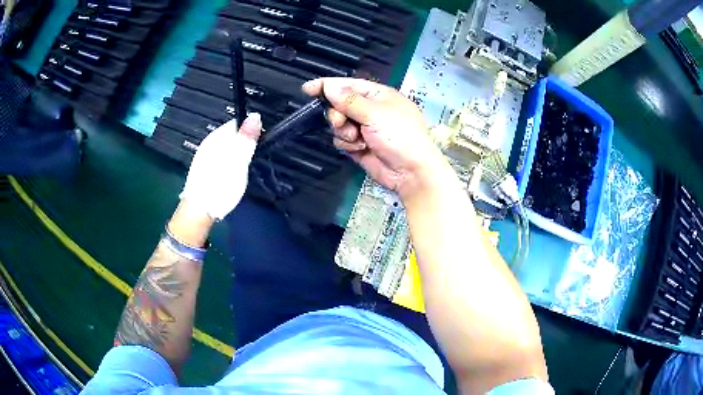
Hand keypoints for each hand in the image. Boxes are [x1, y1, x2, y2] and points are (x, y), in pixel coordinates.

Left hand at [179, 113, 261, 219]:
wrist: (199, 211)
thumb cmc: (220, 185)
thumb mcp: (238, 161)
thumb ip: (247, 139)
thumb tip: (255, 115)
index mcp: (216, 137)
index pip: (238, 124)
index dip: (250, 132)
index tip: (258, 145)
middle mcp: (208, 143)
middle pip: (231, 136)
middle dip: (243, 145)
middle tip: (251, 161)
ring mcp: (204, 156)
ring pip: (226, 149)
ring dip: (235, 156)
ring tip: (242, 170)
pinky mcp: (203, 170)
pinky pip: (220, 160)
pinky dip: (227, 165)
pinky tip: (229, 177)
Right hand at [302, 78, 448, 200]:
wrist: (411, 172)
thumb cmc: (400, 136)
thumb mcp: (375, 113)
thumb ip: (349, 100)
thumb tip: (329, 86)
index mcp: (377, 95)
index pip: (347, 85)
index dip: (327, 86)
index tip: (307, 89)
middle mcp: (369, 110)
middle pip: (339, 105)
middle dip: (337, 114)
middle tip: (340, 122)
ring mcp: (364, 129)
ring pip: (338, 124)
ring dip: (344, 132)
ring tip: (357, 139)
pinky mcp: (359, 146)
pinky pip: (342, 141)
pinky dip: (347, 145)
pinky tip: (359, 149)